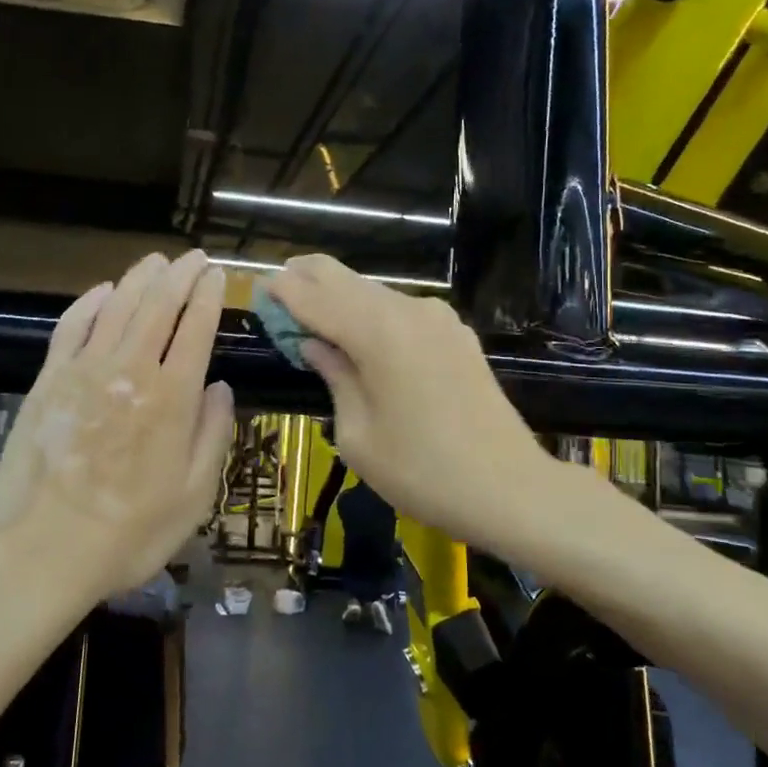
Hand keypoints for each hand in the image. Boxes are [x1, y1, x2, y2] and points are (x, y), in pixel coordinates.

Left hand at [0, 250, 234, 599]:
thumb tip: (221, 387)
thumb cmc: (129, 533)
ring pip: (117, 306)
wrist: (42, 552)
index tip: (218, 275)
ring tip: (156, 261)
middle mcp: (131, 371)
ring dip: (139, 278)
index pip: (197, 328)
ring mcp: (84, 371)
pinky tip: (102, 291)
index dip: (210, 296)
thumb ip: (213, 435)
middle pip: (158, 305)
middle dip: (180, 275)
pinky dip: (89, 302)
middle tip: (194, 257)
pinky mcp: (48, 380)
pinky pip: (71, 326)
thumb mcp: (194, 497)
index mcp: (173, 398)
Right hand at [265, 254, 553, 545]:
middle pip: (344, 278)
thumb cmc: (422, 472)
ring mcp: (438, 318)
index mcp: (377, 333)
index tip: (256, 288)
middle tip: (278, 293)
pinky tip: (361, 337)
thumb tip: (314, 344)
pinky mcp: (456, 333)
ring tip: (313, 317)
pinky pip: (401, 311)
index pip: (313, 296)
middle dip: (306, 279)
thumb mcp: (357, 434)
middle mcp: (407, 311)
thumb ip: (333, 376)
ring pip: (374, 291)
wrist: (511, 488)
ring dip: (339, 297)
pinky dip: (371, 313)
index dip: (281, 290)